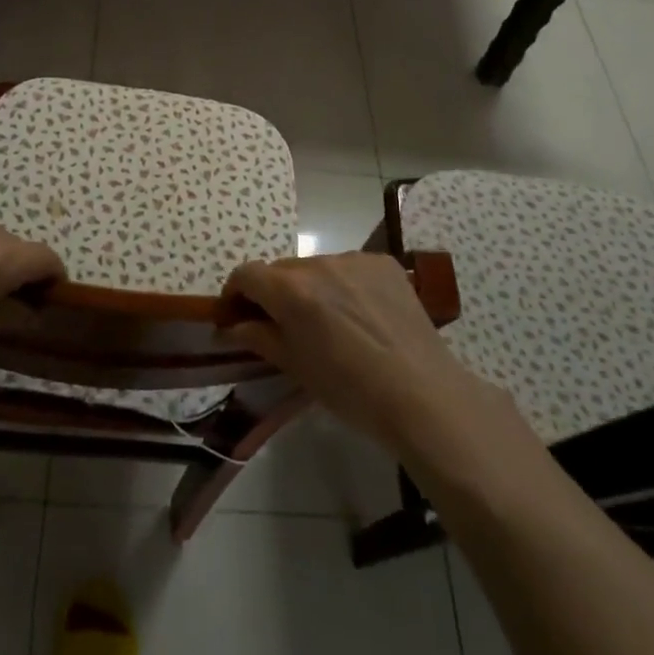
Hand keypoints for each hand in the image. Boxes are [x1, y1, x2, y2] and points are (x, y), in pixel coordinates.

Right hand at [220, 254, 502, 457]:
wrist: (422, 394)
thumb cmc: (350, 390)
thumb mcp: (295, 367)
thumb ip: (259, 337)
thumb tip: (231, 326)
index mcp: (291, 291)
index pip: (247, 274)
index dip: (236, 292)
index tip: (237, 314)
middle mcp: (319, 265)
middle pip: (282, 270)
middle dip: (274, 292)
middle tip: (283, 325)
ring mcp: (354, 260)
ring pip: (317, 267)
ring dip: (312, 287)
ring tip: (330, 322)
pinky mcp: (384, 263)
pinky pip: (350, 268)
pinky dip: (345, 284)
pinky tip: (361, 315)